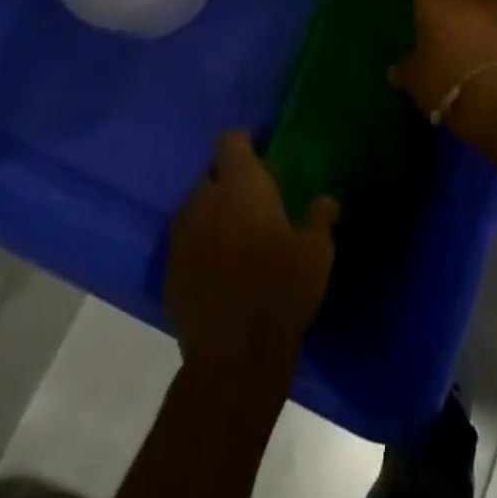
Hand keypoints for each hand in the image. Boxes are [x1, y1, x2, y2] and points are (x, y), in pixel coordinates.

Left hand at [165, 131, 338, 382]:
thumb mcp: (316, 251)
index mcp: (240, 185)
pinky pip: (184, 245)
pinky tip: (218, 267)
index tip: (259, 150)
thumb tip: (328, 200)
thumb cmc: (281, 288)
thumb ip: (320, 218)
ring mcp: (181, 237)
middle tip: (252, 197)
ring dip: (211, 213)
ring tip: (234, 232)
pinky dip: (199, 247)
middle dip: (227, 180)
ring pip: (194, 209)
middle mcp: (205, 201)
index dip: (243, 142)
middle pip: (211, 175)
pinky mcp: (169, 273)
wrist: (235, 355)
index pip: (231, 142)